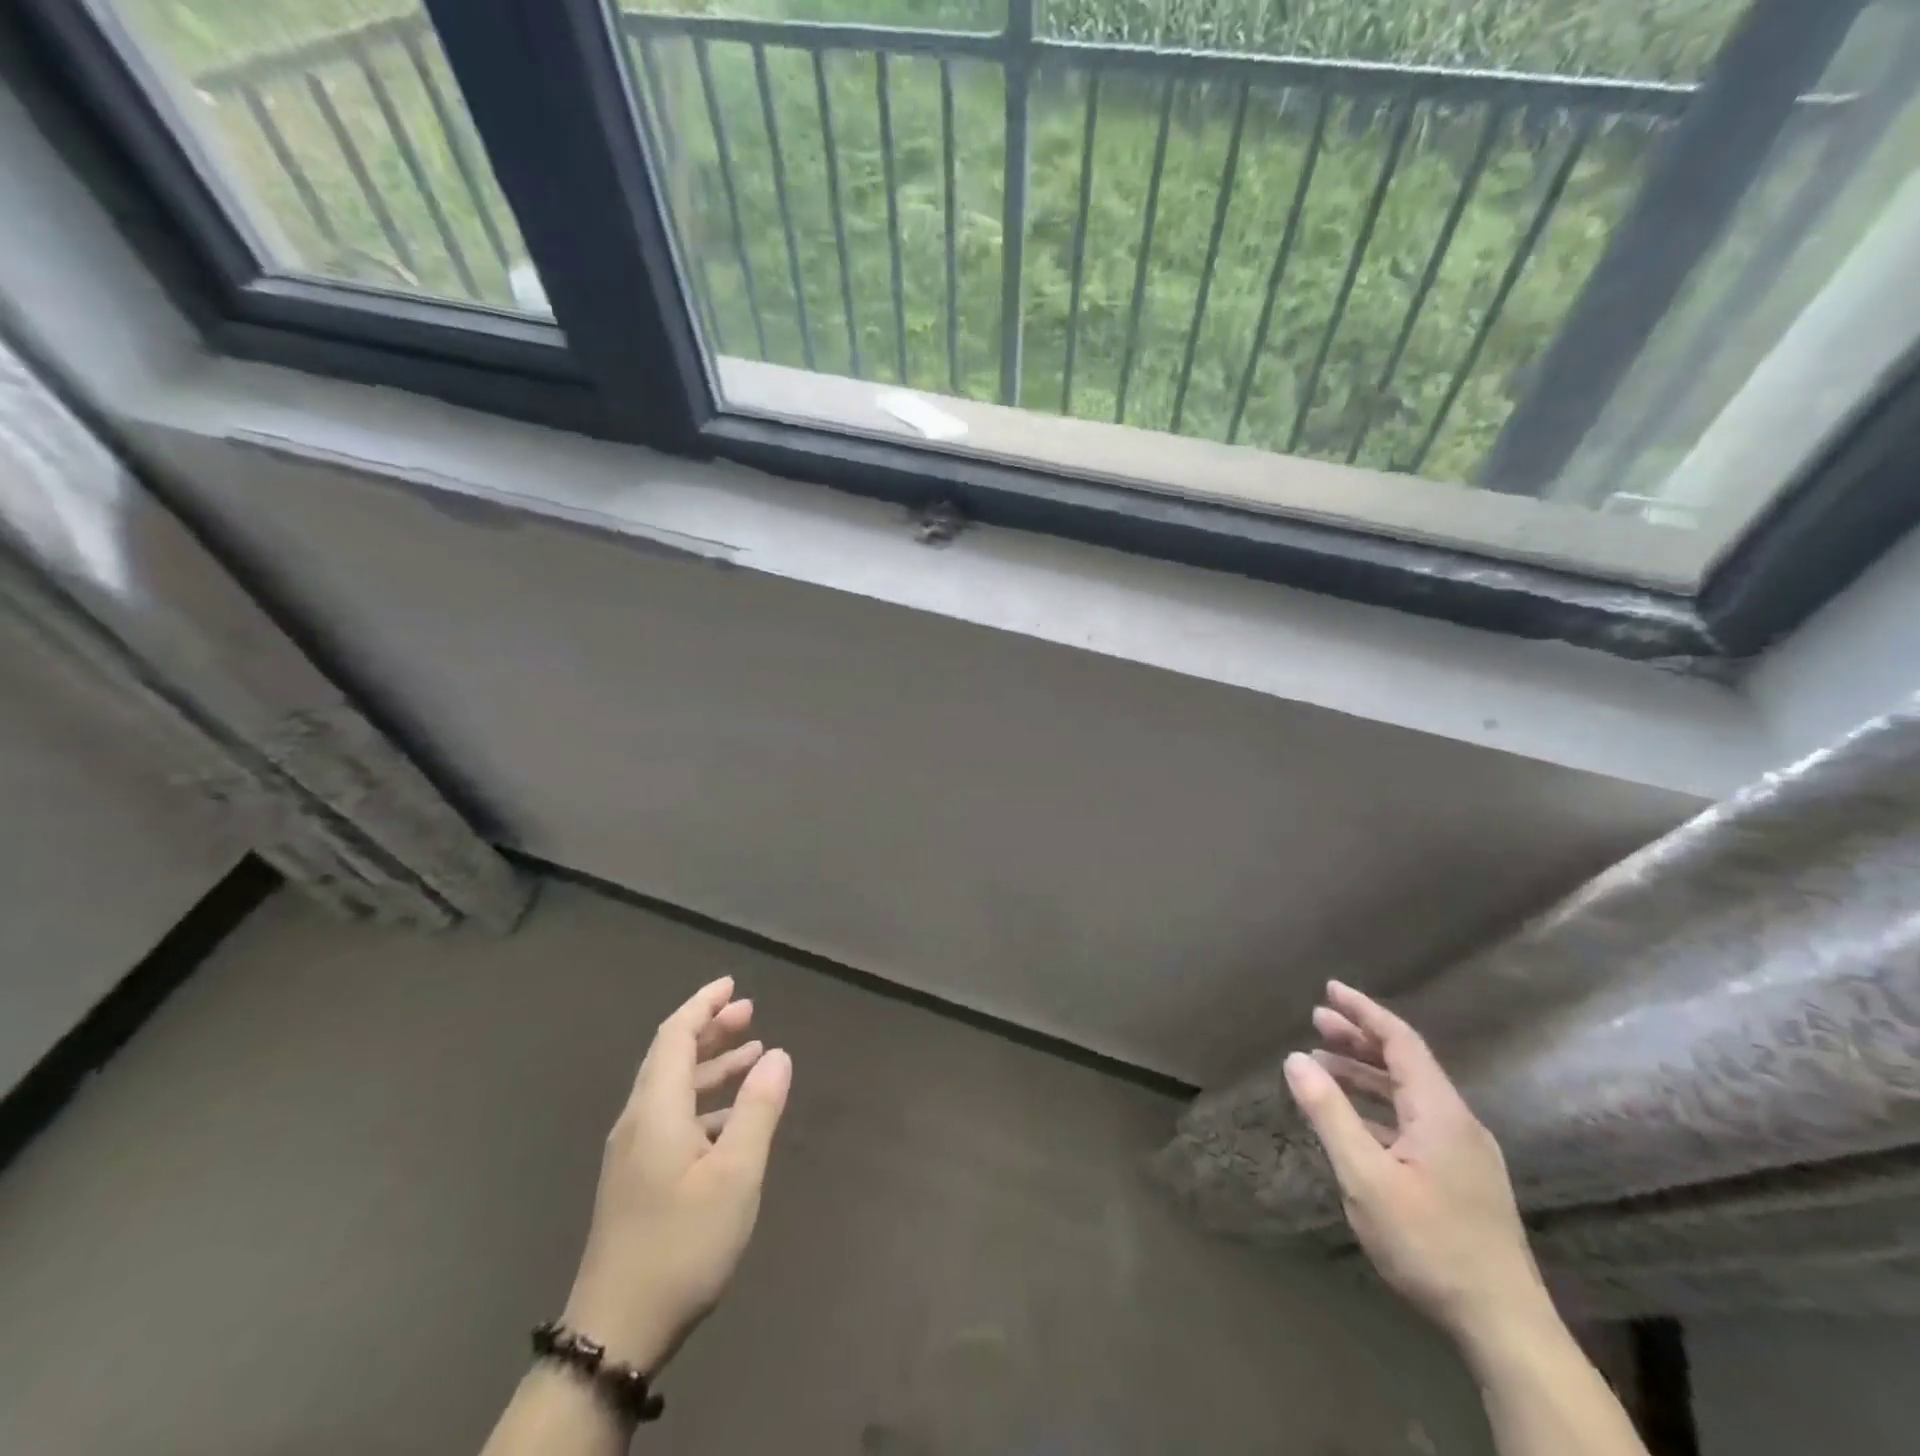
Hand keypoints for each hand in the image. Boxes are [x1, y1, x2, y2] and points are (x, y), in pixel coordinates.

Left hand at [561, 976, 791, 1373]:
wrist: (614, 1333)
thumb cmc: (682, 1245)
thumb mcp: (735, 1176)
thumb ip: (758, 1110)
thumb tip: (777, 1054)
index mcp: (656, 1111)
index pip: (675, 1036)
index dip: (703, 1005)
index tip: (733, 985)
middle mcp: (637, 1121)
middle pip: (671, 1057)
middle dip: (710, 1029)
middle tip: (750, 1012)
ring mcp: (632, 1153)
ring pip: (672, 1088)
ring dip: (711, 1065)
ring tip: (752, 1054)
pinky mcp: (634, 1179)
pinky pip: (671, 1116)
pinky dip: (704, 1100)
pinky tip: (732, 1117)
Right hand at [1284, 980, 1548, 1348]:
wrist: (1504, 1325)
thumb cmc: (1429, 1243)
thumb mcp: (1365, 1177)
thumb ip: (1329, 1113)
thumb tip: (1295, 1059)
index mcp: (1440, 1112)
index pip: (1401, 1041)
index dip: (1364, 1011)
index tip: (1329, 989)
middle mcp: (1458, 1122)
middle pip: (1407, 1063)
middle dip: (1360, 1037)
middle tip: (1317, 1020)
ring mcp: (1465, 1152)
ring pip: (1410, 1094)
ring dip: (1366, 1073)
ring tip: (1324, 1064)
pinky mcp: (1463, 1178)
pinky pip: (1415, 1120)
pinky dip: (1379, 1106)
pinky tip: (1353, 1119)